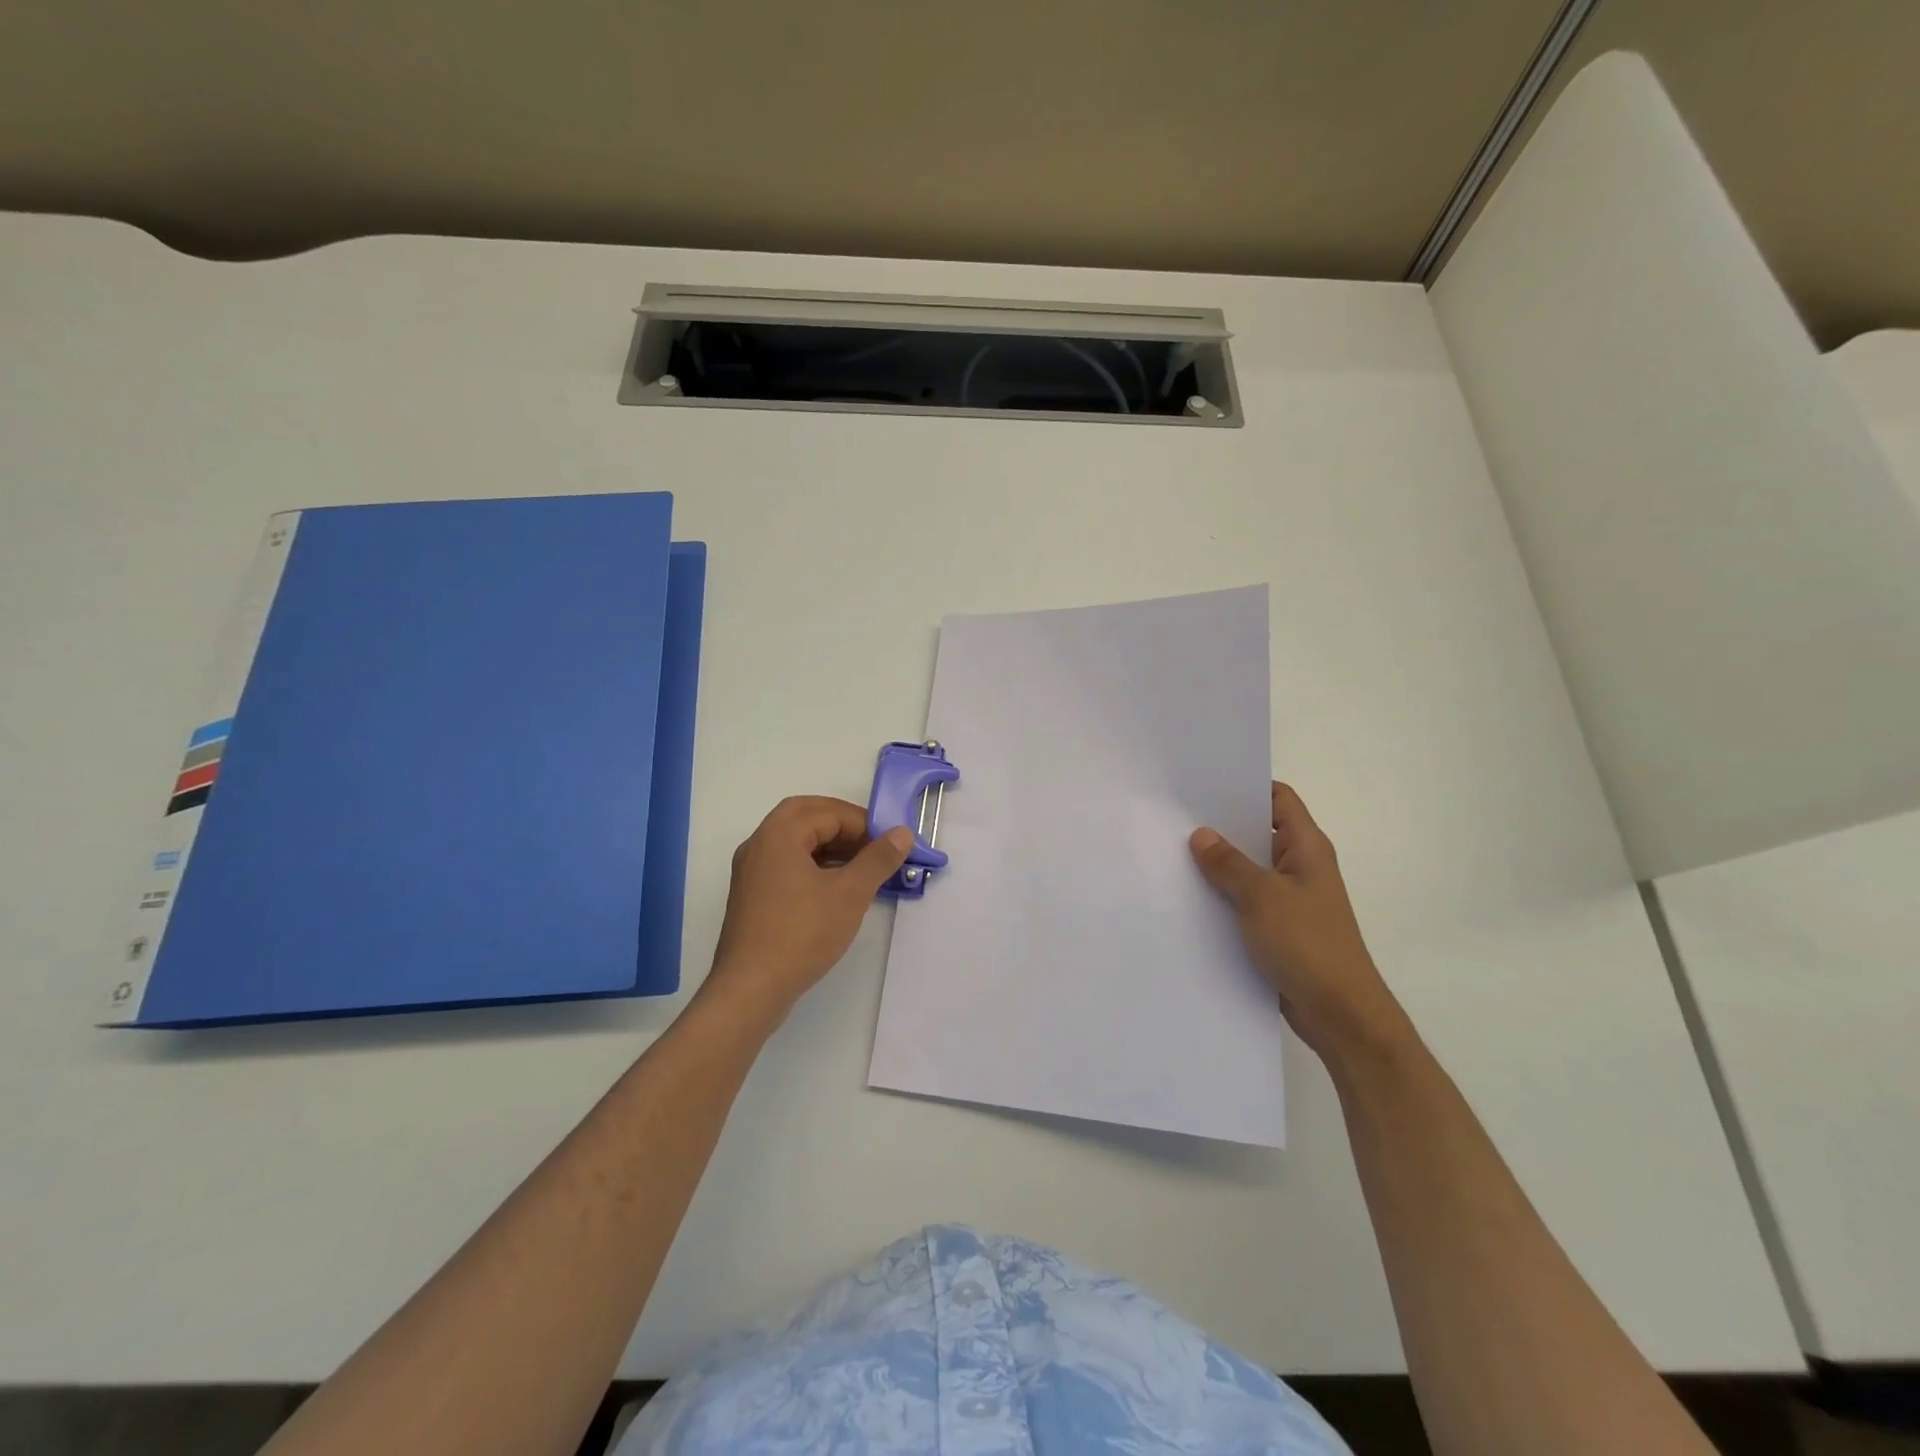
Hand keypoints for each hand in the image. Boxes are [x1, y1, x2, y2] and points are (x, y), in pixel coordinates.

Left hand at [705, 796, 913, 1018]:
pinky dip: (813, 864)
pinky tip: (836, 889)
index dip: (863, 823)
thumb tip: (903, 833)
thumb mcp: (850, 894)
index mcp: (779, 834)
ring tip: (862, 867)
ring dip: (829, 845)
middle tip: (873, 845)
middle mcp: (759, 844)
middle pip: (806, 816)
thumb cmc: (802, 934)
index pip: (828, 811)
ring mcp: (751, 870)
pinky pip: (786, 863)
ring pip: (795, 841)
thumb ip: (878, 859)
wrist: (750, 989)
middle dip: (843, 826)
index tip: (890, 845)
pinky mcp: (752, 895)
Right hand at [1190, 783, 1405, 1061]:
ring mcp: (1289, 899)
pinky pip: (1244, 901)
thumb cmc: (1307, 944)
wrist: (1339, 1014)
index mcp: (1306, 848)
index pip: (1279, 799)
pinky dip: (1222, 896)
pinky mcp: (1277, 928)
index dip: (1246, 786)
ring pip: (1248, 870)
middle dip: (1221, 826)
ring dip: (1218, 865)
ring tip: (1171, 852)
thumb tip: (1201, 834)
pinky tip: (1188, 897)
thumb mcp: (1262, 896)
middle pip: (1258, 832)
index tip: (1204, 783)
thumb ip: (1229, 863)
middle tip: (1175, 816)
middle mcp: (1299, 867)